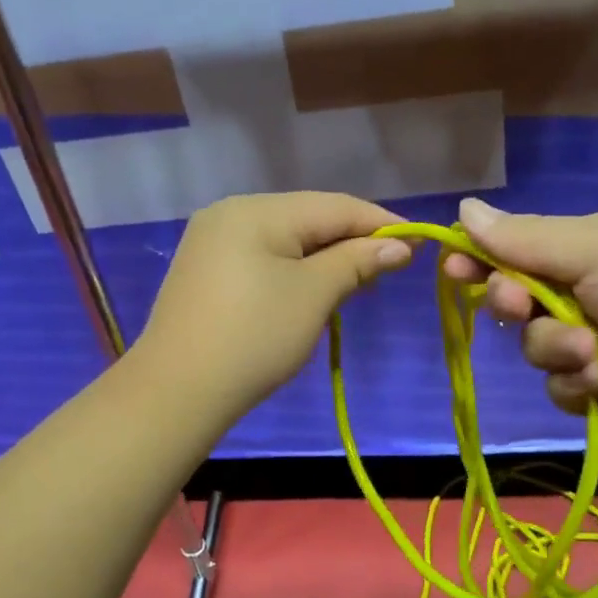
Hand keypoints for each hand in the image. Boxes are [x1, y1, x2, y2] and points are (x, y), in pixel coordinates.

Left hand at [137, 193, 412, 420]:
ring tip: (359, 280)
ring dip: (325, 257)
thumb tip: (397, 247)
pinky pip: (262, 258)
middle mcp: (230, 213)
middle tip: (392, 267)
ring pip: (285, 240)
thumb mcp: (313, 296)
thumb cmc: (254, 338)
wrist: (177, 391)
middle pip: (307, 218)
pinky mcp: (204, 272)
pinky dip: (294, 270)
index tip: (420, 240)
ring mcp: (211, 242)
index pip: (334, 206)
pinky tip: (313, 288)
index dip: (381, 223)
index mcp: (256, 210)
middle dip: (352, 241)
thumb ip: (356, 262)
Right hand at [442, 198, 597, 445]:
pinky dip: (577, 384)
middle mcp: (591, 292)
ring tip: (594, 354)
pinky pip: (559, 387)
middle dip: (514, 303)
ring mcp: (597, 343)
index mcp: (594, 247)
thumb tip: (463, 209)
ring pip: (534, 348)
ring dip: (555, 349)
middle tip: (518, 305)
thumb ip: (526, 238)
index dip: (483, 258)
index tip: (454, 268)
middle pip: (518, 299)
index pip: (520, 248)